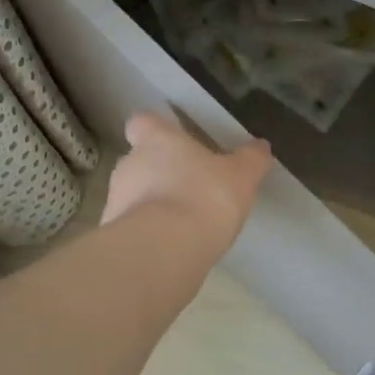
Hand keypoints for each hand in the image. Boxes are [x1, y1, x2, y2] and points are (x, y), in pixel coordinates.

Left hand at [101, 112, 271, 257]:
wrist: (163, 251)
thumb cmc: (204, 198)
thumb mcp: (241, 177)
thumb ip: (251, 160)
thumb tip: (260, 146)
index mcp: (156, 141)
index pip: (143, 122)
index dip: (156, 130)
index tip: (173, 141)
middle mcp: (129, 164)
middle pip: (139, 160)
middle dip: (160, 172)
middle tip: (190, 188)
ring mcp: (115, 201)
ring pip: (134, 195)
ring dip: (153, 205)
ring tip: (183, 224)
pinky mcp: (114, 236)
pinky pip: (133, 227)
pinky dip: (149, 234)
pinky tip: (172, 248)